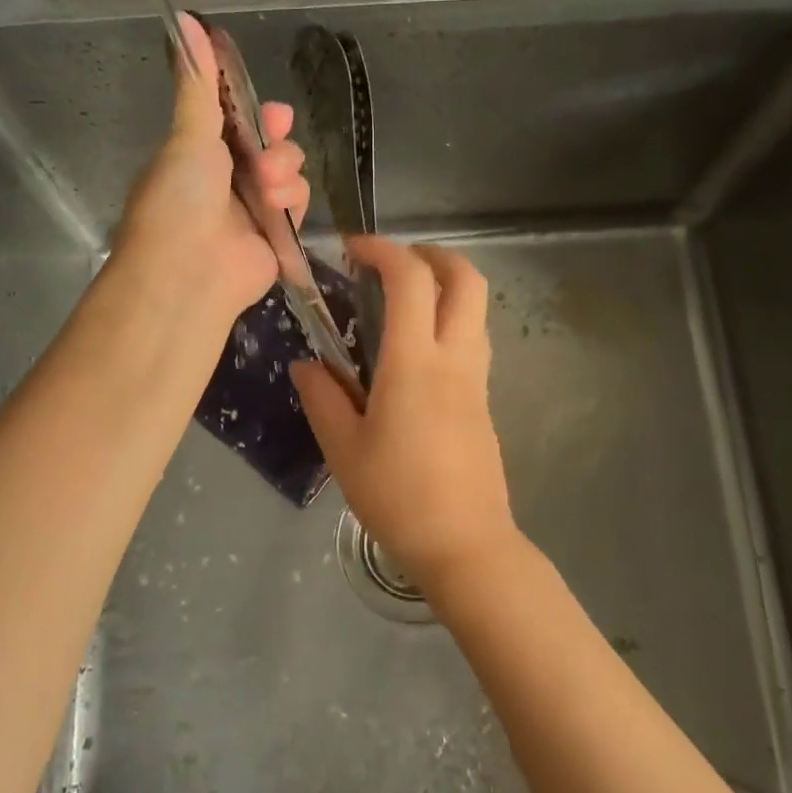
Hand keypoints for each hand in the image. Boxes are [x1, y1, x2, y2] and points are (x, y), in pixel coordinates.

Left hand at [111, 12, 309, 321]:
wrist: (189, 272)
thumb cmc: (180, 199)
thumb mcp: (188, 135)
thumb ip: (197, 83)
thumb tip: (184, 17)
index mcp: (199, 153)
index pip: (236, 121)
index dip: (255, 111)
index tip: (267, 109)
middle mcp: (226, 180)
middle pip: (270, 144)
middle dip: (275, 140)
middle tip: (269, 144)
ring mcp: (252, 210)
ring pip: (289, 172)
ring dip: (283, 172)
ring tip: (266, 189)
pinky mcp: (277, 237)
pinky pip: (298, 204)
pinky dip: (291, 201)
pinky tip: (277, 207)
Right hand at [291, 237, 519, 598]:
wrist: (464, 543)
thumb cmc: (397, 497)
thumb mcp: (343, 449)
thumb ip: (322, 398)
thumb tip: (306, 365)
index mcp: (414, 363)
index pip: (410, 280)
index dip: (383, 250)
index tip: (353, 249)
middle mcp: (454, 359)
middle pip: (466, 279)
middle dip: (432, 254)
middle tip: (393, 264)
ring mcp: (477, 379)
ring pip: (476, 308)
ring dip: (446, 286)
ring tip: (402, 303)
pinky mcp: (485, 401)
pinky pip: (474, 340)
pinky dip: (450, 321)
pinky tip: (416, 352)